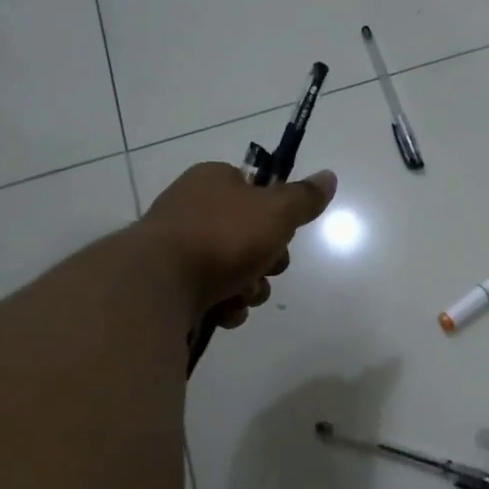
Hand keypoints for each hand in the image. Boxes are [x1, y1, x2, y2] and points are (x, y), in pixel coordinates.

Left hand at [142, 161, 336, 330]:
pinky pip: (212, 295)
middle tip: (266, 267)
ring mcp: (178, 249)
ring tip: (241, 295)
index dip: (276, 215)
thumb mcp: (276, 211)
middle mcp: (192, 209)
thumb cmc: (222, 236)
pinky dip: (225, 306)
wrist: (160, 284)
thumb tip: (329, 177)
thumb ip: (304, 197)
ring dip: (249, 288)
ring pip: (235, 270)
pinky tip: (223, 311)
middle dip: (267, 261)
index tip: (283, 233)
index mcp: (212, 181)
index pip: (254, 191)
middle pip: (250, 236)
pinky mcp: (170, 285)